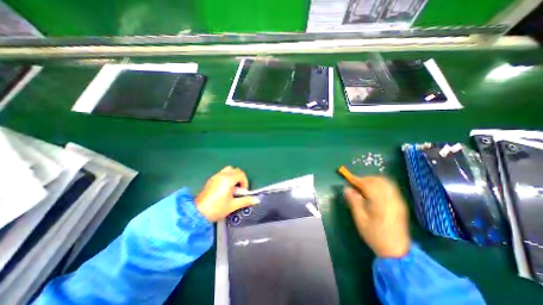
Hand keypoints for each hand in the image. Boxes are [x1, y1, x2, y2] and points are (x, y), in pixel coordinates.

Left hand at [196, 167, 259, 221]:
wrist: (197, 213)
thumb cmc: (217, 208)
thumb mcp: (233, 205)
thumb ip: (246, 201)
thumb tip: (257, 200)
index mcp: (228, 180)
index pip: (241, 174)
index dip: (245, 182)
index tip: (243, 192)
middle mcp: (222, 175)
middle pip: (236, 170)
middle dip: (240, 178)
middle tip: (238, 189)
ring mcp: (215, 176)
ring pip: (228, 170)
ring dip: (233, 176)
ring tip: (232, 188)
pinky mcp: (211, 179)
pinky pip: (222, 173)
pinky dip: (227, 177)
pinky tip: (224, 189)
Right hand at [345, 177, 409, 256]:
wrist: (397, 251)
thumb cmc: (375, 236)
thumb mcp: (360, 220)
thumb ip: (354, 202)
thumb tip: (347, 189)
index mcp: (381, 204)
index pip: (369, 185)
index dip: (358, 180)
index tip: (350, 180)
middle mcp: (391, 200)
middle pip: (379, 181)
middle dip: (366, 179)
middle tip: (356, 184)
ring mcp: (398, 202)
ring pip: (386, 183)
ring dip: (373, 181)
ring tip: (364, 187)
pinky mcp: (400, 204)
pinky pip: (390, 188)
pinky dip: (380, 185)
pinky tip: (374, 192)